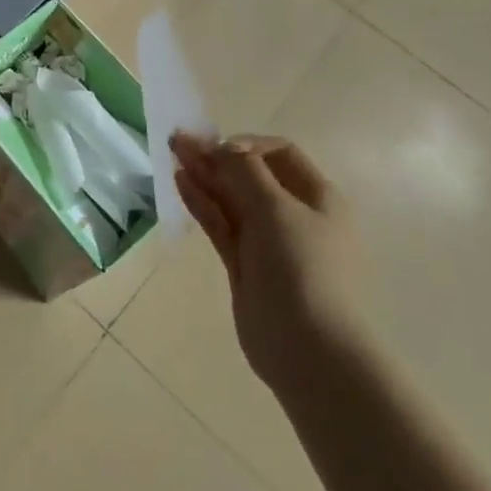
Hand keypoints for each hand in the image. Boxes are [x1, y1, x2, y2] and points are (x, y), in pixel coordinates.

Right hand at [171, 133, 360, 395]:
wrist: (309, 349)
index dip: (247, 144)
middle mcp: (294, 215)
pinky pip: (221, 224)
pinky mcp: (245, 264)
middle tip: (179, 142)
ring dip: (205, 176)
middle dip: (217, 157)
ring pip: (232, 199)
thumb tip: (221, 146)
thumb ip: (244, 171)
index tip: (218, 147)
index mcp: (318, 197)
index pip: (280, 154)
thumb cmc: (302, 268)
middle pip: (251, 175)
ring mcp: (268, 241)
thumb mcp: (276, 209)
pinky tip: (181, 183)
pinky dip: (202, 202)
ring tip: (173, 155)